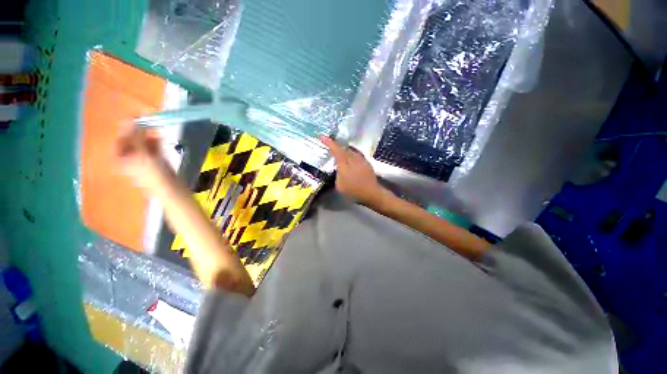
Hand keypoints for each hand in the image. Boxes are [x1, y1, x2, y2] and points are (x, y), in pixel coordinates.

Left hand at [115, 125, 172, 189]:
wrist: (170, 188)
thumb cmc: (152, 173)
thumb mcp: (141, 154)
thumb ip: (134, 137)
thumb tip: (128, 119)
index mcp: (119, 159)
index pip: (120, 140)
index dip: (127, 130)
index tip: (136, 119)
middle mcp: (128, 159)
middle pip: (132, 141)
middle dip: (140, 133)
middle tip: (147, 123)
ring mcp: (142, 160)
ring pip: (143, 144)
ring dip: (148, 136)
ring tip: (155, 129)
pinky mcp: (154, 161)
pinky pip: (152, 148)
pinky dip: (155, 142)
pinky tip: (159, 136)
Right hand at [321, 137, 390, 206]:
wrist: (372, 193)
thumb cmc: (354, 191)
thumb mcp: (340, 186)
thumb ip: (337, 175)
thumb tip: (338, 169)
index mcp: (345, 164)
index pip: (336, 150)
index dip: (329, 142)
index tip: (322, 136)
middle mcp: (353, 159)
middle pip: (344, 148)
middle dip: (336, 145)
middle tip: (331, 145)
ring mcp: (361, 160)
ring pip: (351, 150)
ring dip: (344, 149)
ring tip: (340, 152)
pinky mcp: (367, 163)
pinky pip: (357, 154)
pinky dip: (351, 154)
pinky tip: (351, 159)